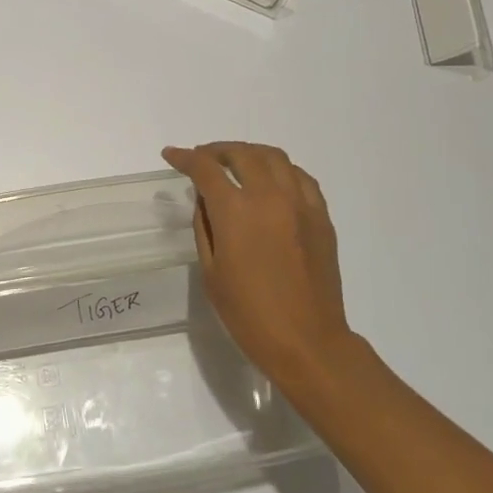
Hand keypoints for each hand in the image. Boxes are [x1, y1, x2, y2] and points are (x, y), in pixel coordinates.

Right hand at [161, 142, 354, 388]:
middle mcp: (270, 196)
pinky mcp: (321, 216)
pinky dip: (280, 170)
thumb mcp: (212, 272)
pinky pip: (300, 177)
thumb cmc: (249, 314)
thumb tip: (205, 199)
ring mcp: (300, 204)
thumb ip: (205, 227)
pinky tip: (272, 181)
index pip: (205, 169)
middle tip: (203, 158)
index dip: (185, 158)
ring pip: (274, 157)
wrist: (307, 341)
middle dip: (217, 151)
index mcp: (236, 211)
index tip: (171, 155)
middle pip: (242, 154)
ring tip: (236, 163)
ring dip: (249, 153)